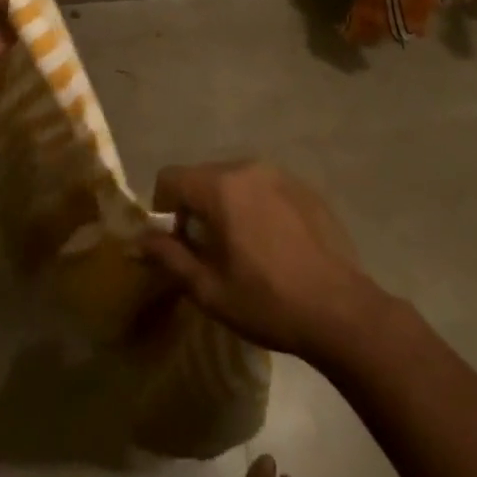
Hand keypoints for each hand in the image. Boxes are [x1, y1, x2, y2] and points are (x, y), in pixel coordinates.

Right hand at [141, 161, 385, 360]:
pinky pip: (264, 186)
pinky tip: (272, 243)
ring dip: (226, 203)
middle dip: (195, 206)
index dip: (162, 206)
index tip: (175, 241)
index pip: (171, 177)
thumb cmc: (267, 302)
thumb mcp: (209, 289)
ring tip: (241, 246)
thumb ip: (170, 257)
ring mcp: (280, 173)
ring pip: (235, 179)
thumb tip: (138, 241)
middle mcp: (248, 167)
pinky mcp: (303, 186)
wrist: (339, 308)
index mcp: (221, 187)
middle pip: (203, 175)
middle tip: (206, 249)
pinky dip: (256, 204)